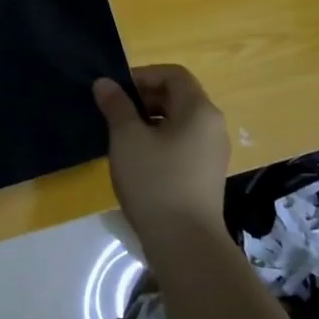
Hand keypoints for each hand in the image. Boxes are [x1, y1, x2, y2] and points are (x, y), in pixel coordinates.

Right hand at [93, 65, 230, 240]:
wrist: (184, 243)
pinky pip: (182, 144)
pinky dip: (159, 142)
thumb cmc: (155, 181)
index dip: (143, 75)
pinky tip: (137, 161)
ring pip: (178, 123)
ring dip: (149, 121)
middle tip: (114, 113)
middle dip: (144, 99)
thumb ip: (116, 105)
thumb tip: (105, 83)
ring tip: (121, 137)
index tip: (116, 91)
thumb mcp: (127, 138)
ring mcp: (212, 153)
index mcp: (199, 110)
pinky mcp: (206, 176)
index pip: (173, 75)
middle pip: (178, 97)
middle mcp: (212, 126)